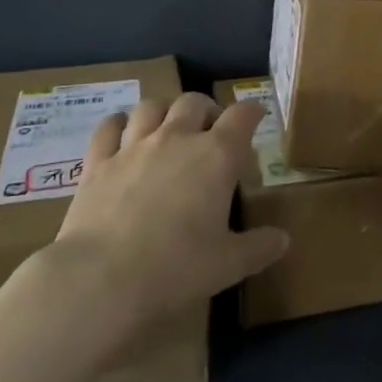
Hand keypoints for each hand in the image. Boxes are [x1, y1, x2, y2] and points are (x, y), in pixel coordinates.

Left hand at [45, 94, 287, 342]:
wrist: (101, 280)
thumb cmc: (176, 269)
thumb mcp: (228, 264)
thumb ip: (259, 247)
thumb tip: (283, 239)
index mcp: (216, 156)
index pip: (242, 116)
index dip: (252, 112)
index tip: (255, 118)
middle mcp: (177, 138)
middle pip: (194, 101)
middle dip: (206, 110)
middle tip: (209, 131)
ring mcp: (134, 145)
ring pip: (152, 105)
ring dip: (164, 111)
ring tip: (166, 128)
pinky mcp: (98, 161)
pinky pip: (109, 127)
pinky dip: (117, 124)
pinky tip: (121, 134)